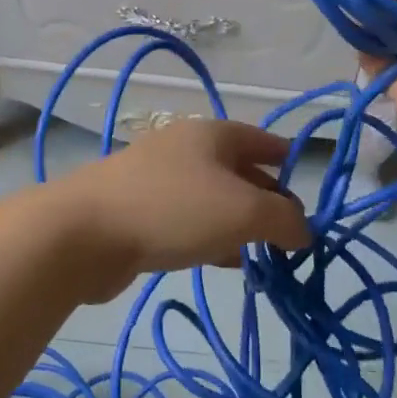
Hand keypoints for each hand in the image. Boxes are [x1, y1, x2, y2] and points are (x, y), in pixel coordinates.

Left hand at [58, 120, 309, 299]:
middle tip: (292, 236)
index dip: (289, 161)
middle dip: (268, 200)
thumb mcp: (243, 212)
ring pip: (214, 199)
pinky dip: (211, 237)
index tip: (311, 190)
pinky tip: (224, 263)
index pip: (263, 140)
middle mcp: (187, 148)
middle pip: (239, 170)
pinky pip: (188, 221)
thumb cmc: (173, 209)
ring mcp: (159, 179)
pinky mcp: (140, 211)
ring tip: (265, 255)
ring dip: (240, 224)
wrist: (85, 232)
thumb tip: (304, 230)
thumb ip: (284, 219)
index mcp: (213, 134)